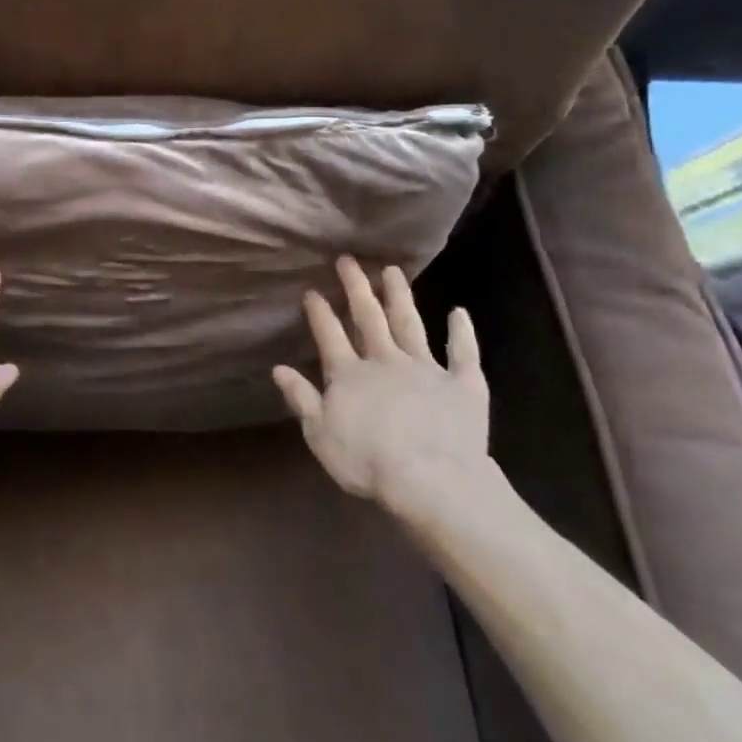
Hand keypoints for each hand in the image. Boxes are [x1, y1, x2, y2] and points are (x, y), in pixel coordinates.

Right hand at [274, 256, 498, 529]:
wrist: (431, 481)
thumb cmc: (368, 462)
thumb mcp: (320, 434)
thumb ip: (301, 398)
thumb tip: (278, 368)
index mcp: (349, 374)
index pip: (330, 335)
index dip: (320, 312)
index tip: (312, 290)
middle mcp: (385, 361)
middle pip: (368, 317)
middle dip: (356, 288)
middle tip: (348, 260)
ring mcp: (425, 369)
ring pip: (410, 324)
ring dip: (400, 296)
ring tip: (393, 270)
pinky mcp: (462, 384)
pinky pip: (463, 353)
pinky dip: (462, 332)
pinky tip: (460, 311)